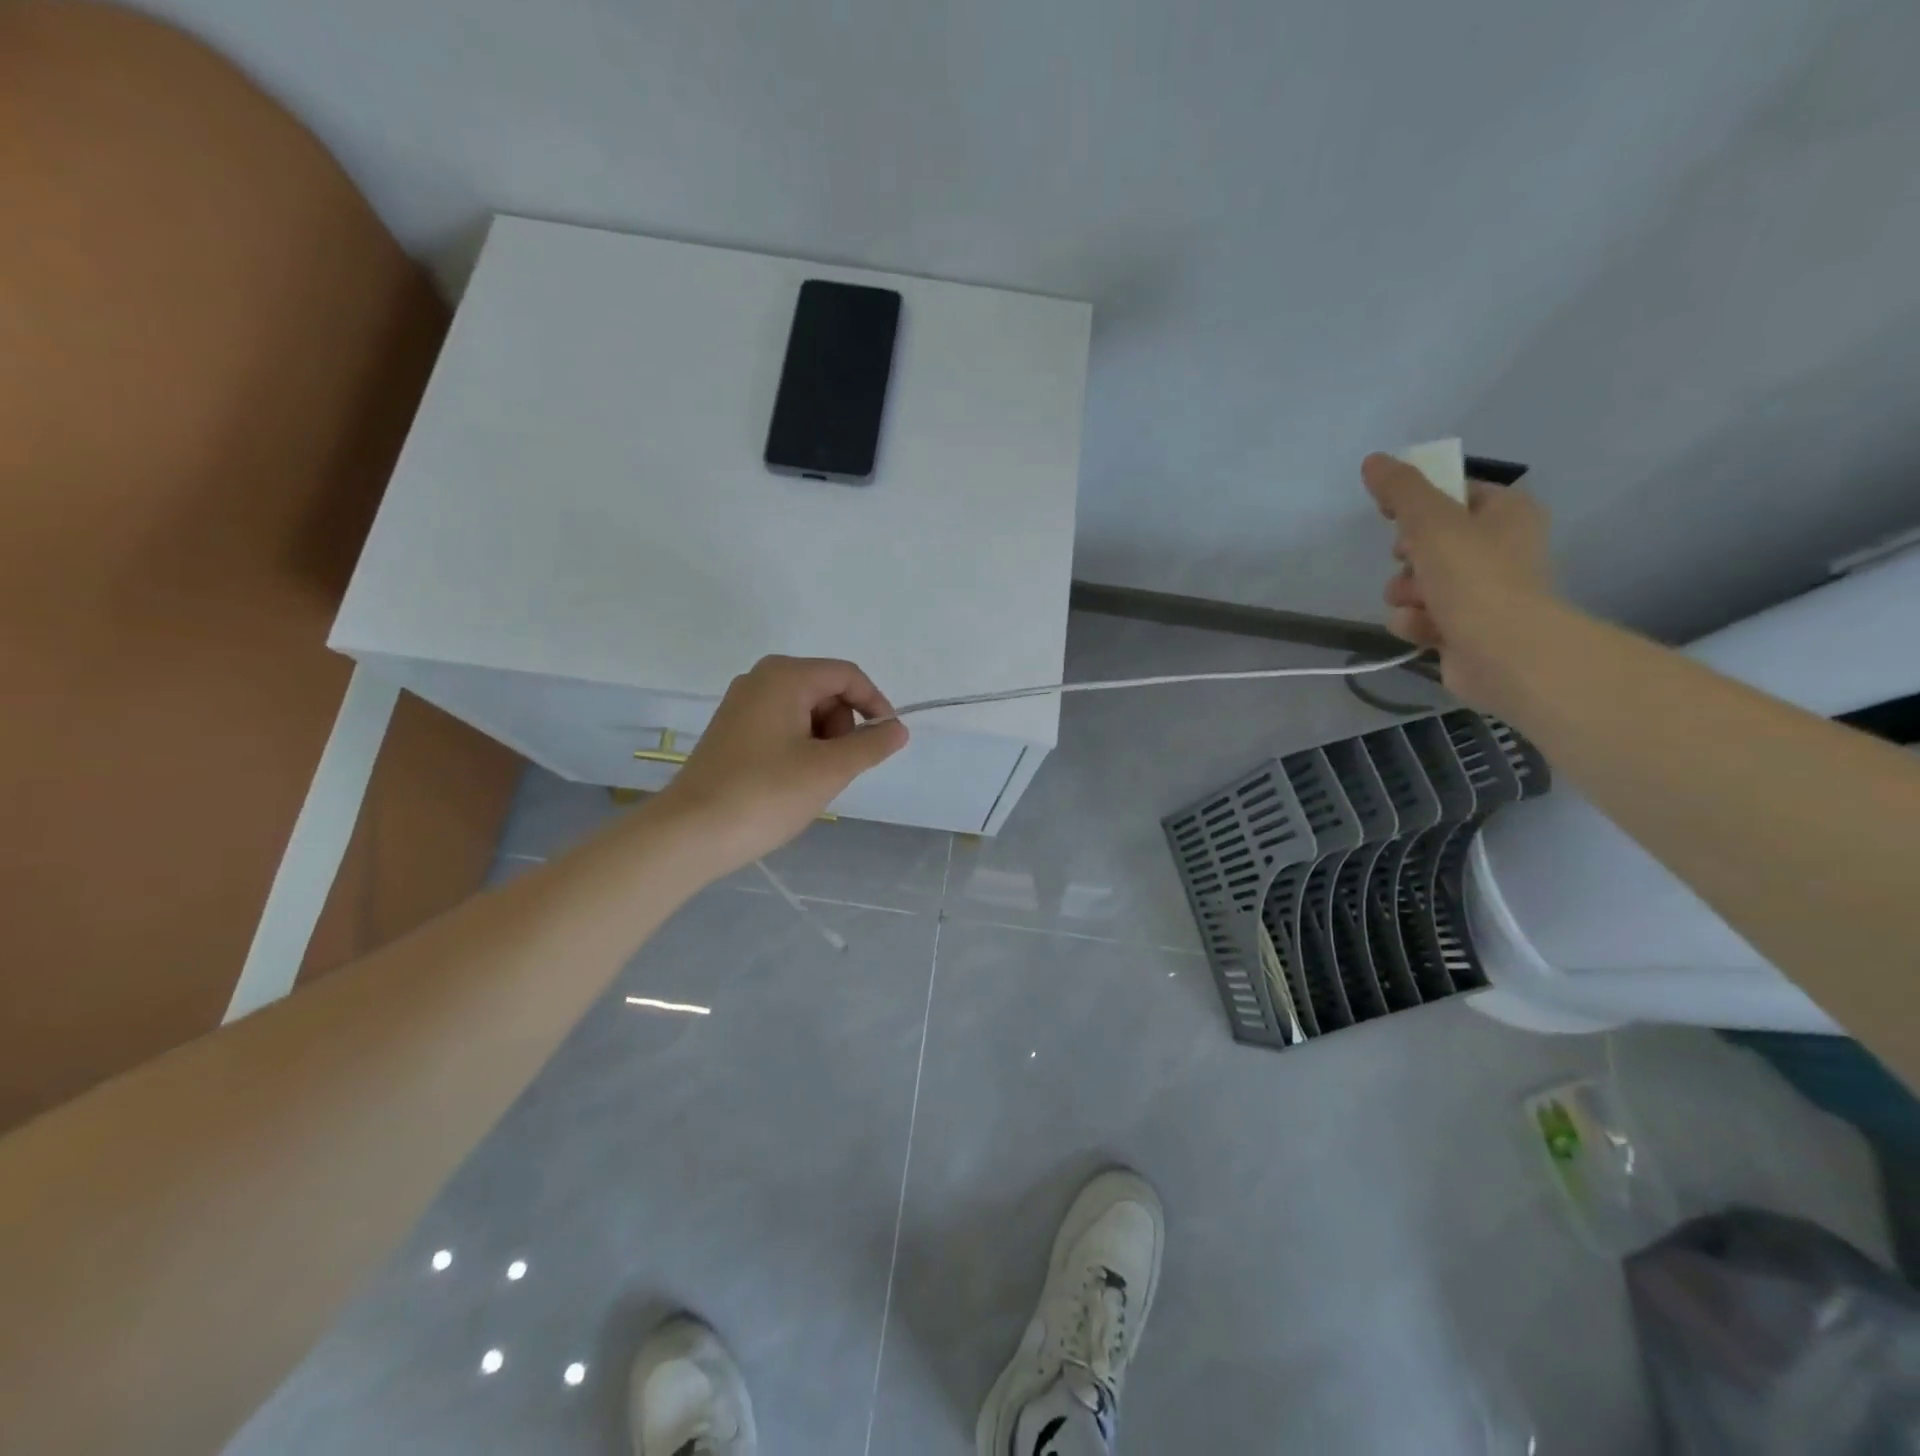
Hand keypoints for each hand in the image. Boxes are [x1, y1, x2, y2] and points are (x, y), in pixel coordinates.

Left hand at [655, 655, 908, 877]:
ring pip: (806, 712)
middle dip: (843, 728)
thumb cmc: (766, 794)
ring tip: (811, 781)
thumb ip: (871, 745)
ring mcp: (742, 705)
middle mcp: (761, 679)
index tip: (887, 742)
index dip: (876, 705)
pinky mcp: (732, 731)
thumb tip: (898, 729)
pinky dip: (800, 749)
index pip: (848, 676)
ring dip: (823, 743)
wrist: (690, 833)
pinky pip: (783, 727)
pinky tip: (790, 782)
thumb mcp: (830, 770)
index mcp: (785, 676)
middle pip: (826, 691)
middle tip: (837, 769)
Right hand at [1361, 453, 1555, 711]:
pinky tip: (1424, 630)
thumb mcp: (1431, 522)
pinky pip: (1420, 617)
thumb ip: (1401, 490)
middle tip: (1411, 562)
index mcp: (1506, 513)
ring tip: (1418, 604)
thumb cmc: (1475, 578)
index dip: (1417, 504)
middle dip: (1407, 558)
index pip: (1453, 493)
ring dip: (1406, 594)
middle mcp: (1500, 548)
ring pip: (1417, 583)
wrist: (1504, 653)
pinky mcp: (1464, 630)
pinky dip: (1416, 623)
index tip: (1392, 516)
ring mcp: (1482, 592)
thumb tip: (1374, 460)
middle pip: (1428, 542)